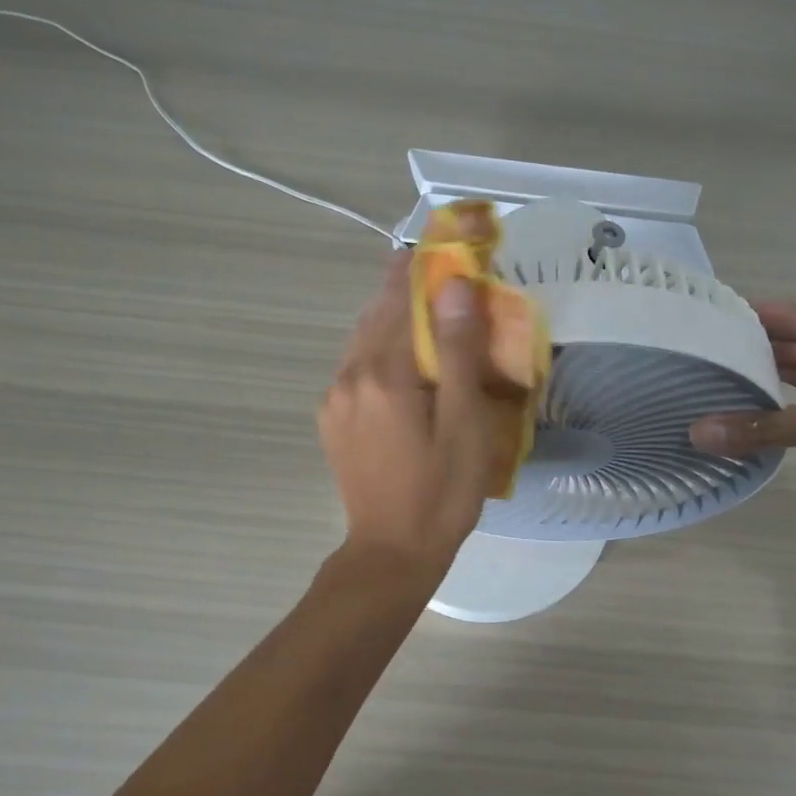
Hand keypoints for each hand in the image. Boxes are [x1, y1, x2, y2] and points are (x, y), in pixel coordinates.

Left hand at [318, 254, 504, 567]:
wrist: (390, 552)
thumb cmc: (441, 492)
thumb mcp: (463, 424)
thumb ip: (456, 352)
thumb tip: (453, 286)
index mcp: (382, 375)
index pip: (399, 301)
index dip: (420, 268)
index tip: (440, 243)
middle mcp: (348, 376)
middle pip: (375, 315)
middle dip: (405, 288)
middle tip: (438, 270)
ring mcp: (334, 398)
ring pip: (362, 339)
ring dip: (391, 318)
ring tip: (423, 306)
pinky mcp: (331, 417)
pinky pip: (355, 365)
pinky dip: (379, 347)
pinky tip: (402, 358)